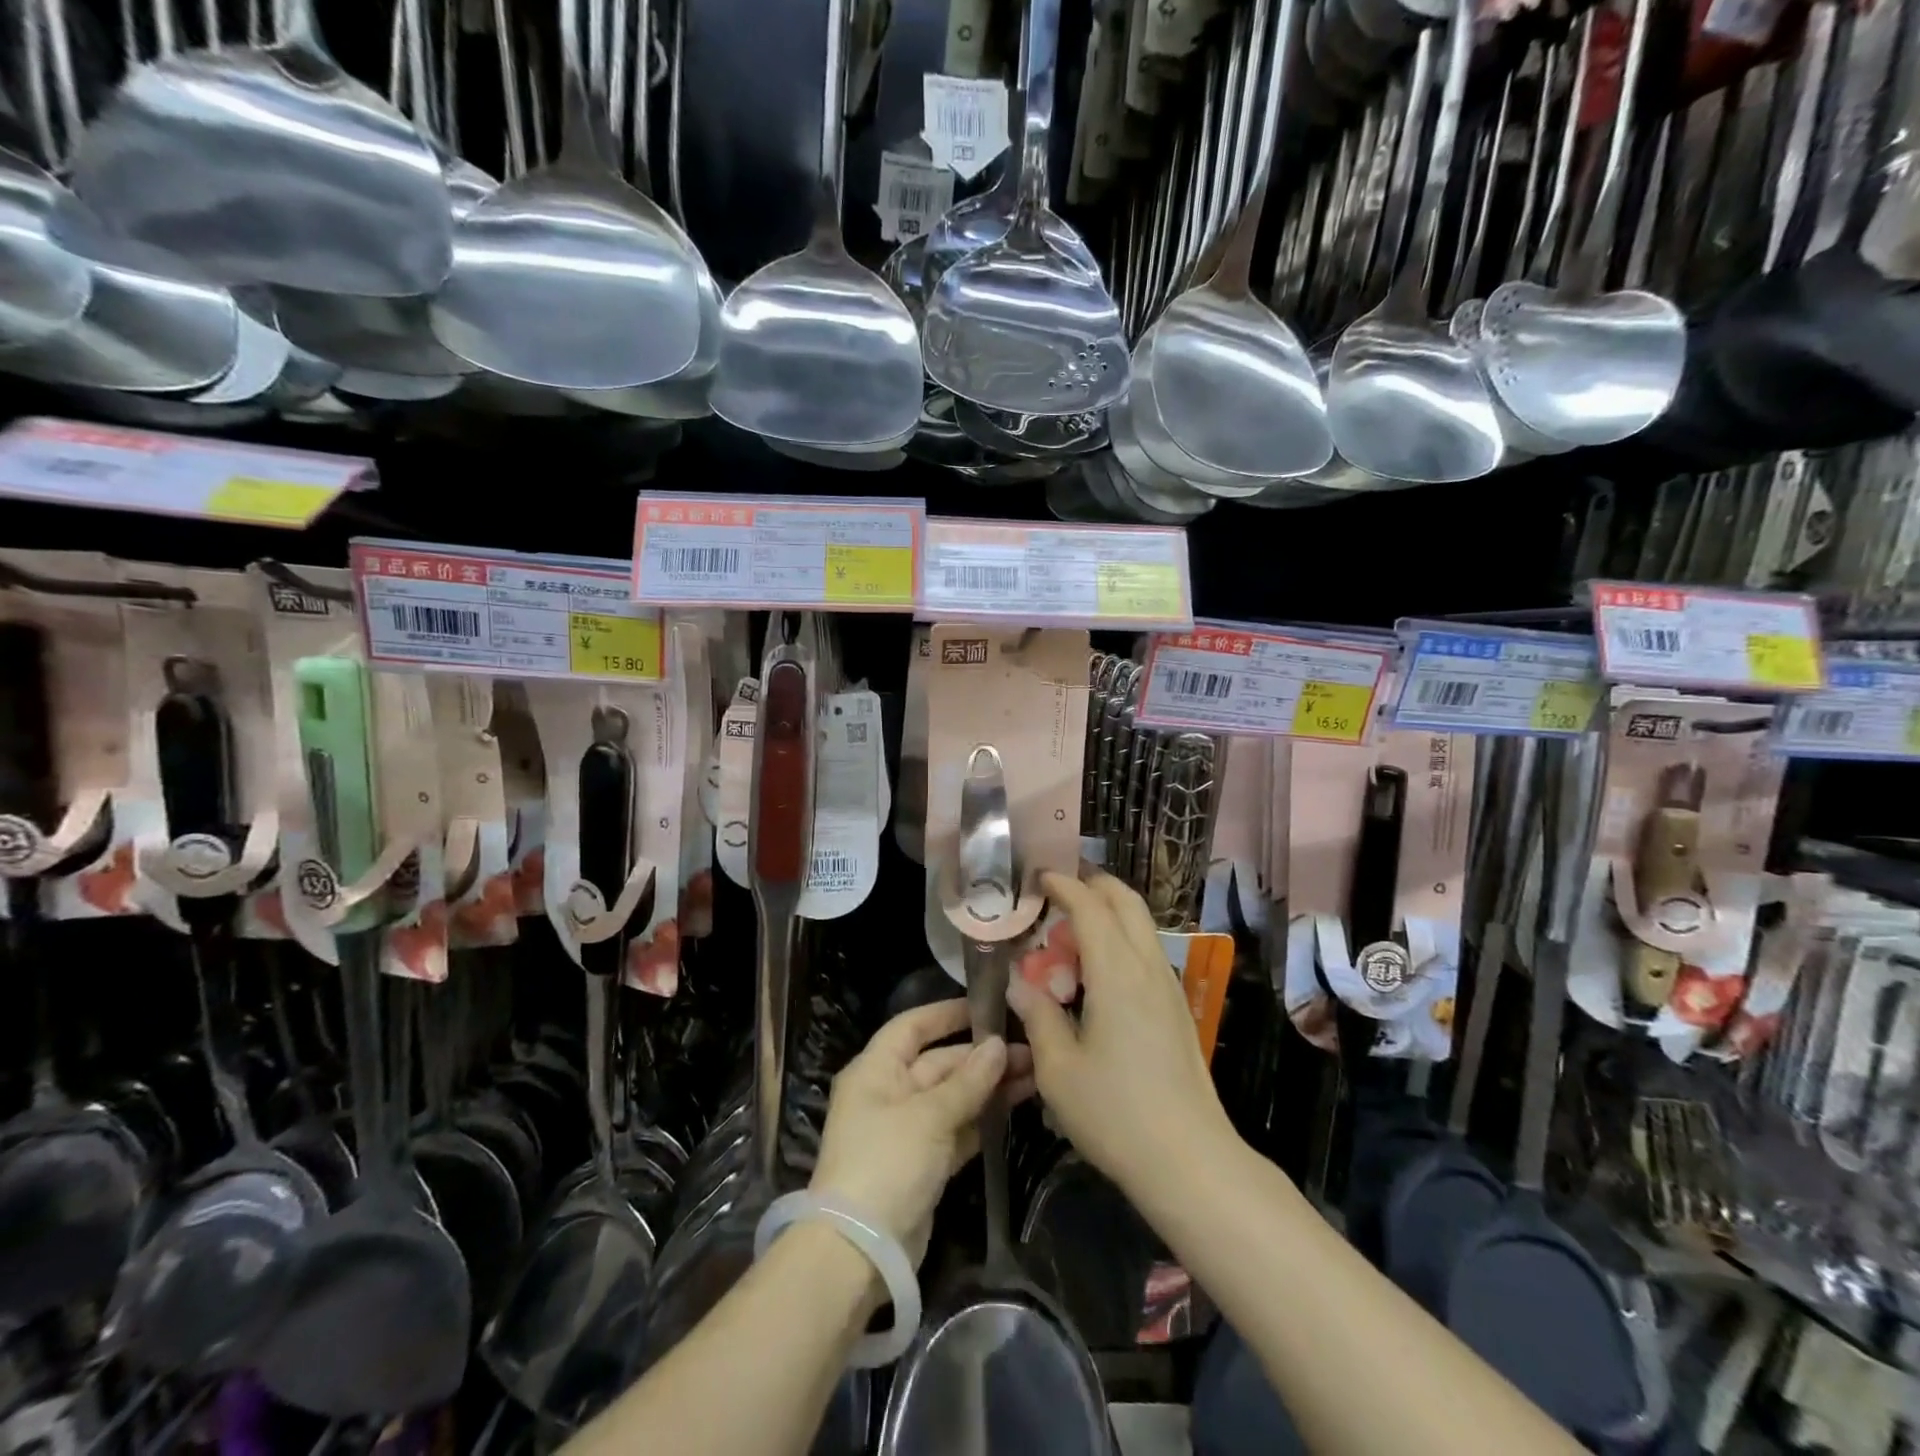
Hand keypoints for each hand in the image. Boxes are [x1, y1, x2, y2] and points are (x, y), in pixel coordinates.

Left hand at [809, 999, 1031, 1265]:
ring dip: (989, 1087)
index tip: (987, 1007)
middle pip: (939, 1063)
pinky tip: (1016, 1105)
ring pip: (953, 1097)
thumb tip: (999, 1046)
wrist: (860, 1252)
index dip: (947, 1014)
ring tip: (1034, 1073)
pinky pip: (957, 1129)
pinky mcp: (923, 1164)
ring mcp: (906, 1130)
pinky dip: (982, 1118)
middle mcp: (888, 1093)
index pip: (912, 1026)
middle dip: (981, 1057)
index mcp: (876, 1069)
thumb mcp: (929, 1115)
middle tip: (1029, 1049)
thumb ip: (968, 1081)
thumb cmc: (887, 1162)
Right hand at [1008, 870, 1233, 1199]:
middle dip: (1093, 886)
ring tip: (1071, 935)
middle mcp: (1148, 966)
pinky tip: (1098, 975)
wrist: (1190, 1161)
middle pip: (1126, 902)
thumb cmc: (1115, 1113)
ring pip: (1141, 925)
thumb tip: (1020, 982)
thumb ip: (1038, 1015)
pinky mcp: (1178, 1009)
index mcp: (1116, 971)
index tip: (1038, 877)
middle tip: (1057, 894)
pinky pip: (1147, 952)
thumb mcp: (1058, 1068)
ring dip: (1108, 914)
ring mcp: (1169, 987)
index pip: (1091, 906)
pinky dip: (1121, 940)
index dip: (1064, 885)